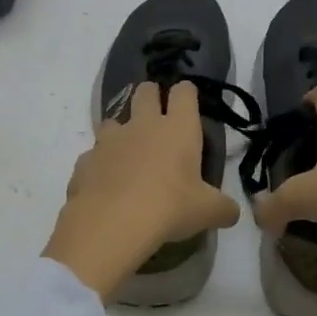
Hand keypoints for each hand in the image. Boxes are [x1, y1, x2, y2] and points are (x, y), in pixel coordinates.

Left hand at [43, 81, 240, 299]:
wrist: (111, 223)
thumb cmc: (169, 208)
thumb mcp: (207, 212)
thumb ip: (223, 208)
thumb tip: (231, 213)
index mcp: (178, 129)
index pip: (184, 92)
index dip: (187, 93)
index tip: (188, 100)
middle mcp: (143, 125)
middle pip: (145, 92)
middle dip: (151, 96)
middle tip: (158, 116)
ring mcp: (110, 140)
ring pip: (113, 120)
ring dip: (121, 131)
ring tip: (128, 154)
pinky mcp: (85, 160)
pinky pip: (93, 155)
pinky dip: (100, 165)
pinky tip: (106, 185)